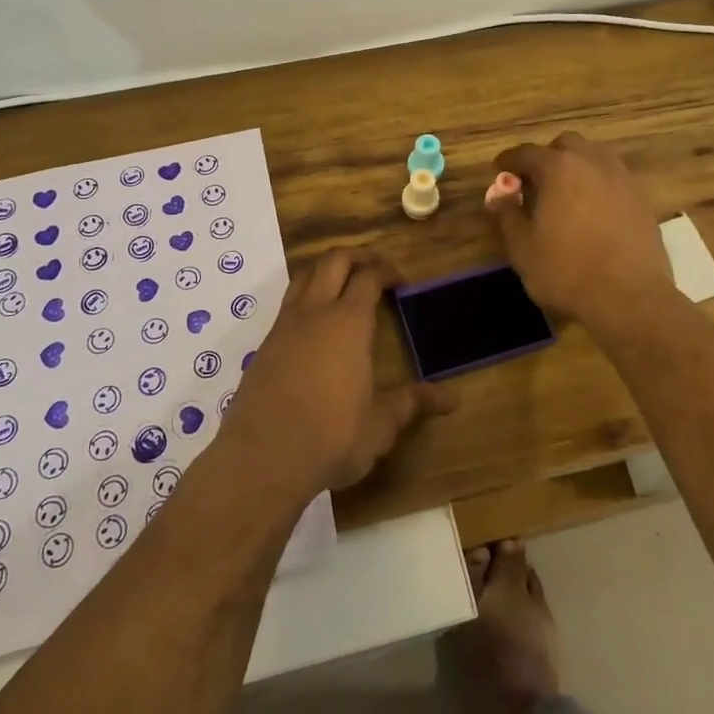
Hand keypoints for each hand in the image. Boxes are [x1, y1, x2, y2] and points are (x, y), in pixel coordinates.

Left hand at [221, 250, 454, 497]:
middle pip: (334, 260)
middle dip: (357, 256)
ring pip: (304, 275)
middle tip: (374, 268)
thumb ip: (412, 403)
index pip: (369, 276)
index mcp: (349, 322)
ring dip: (325, 270)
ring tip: (342, 285)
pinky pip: (287, 304)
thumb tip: (451, 398)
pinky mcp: (265, 344)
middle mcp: (315, 312)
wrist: (262, 456)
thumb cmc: (331, 436)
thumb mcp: (380, 425)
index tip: (400, 282)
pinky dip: (305, 298)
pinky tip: (314, 325)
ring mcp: (285, 325)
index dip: (387, 271)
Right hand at [489, 132, 676, 335]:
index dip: (509, 161)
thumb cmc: (566, 271)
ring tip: (565, 196)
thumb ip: (507, 214)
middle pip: (566, 145)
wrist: (629, 298)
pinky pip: (614, 180)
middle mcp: (593, 162)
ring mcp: (622, 179)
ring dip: (576, 169)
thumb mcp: (522, 247)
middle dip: (548, 158)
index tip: (499, 171)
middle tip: (535, 184)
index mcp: (559, 168)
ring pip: (595, 158)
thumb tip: (498, 194)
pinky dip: (598, 187)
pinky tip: (592, 213)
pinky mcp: (642, 200)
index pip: (527, 153)